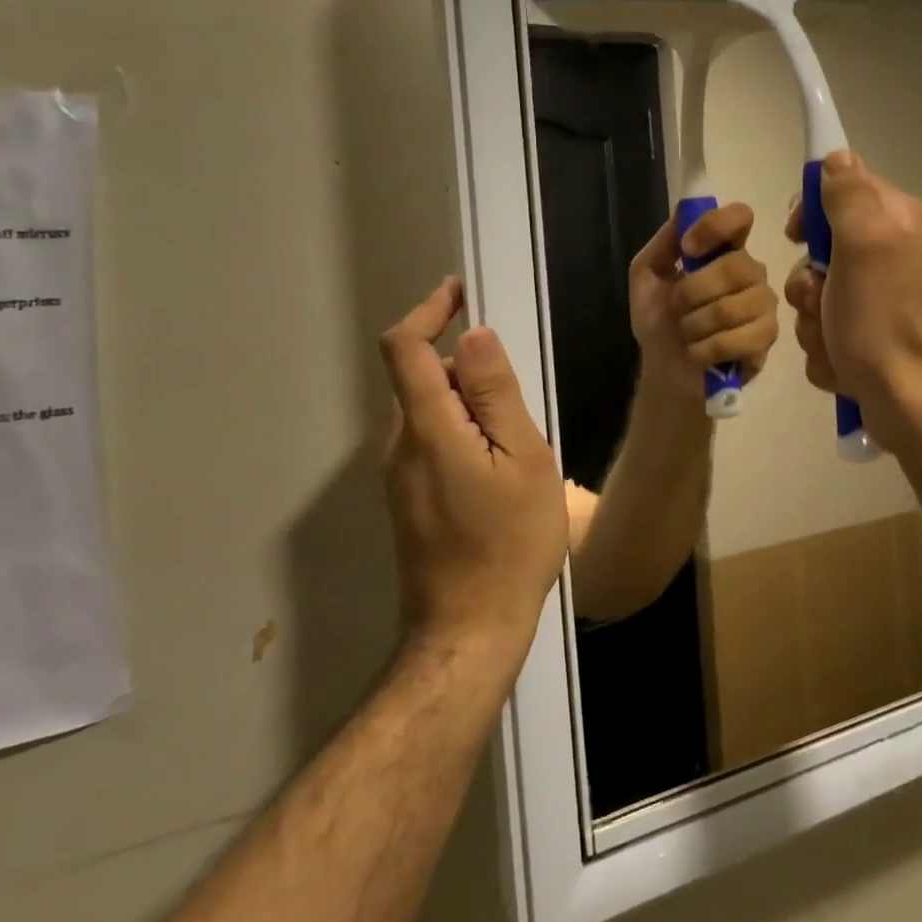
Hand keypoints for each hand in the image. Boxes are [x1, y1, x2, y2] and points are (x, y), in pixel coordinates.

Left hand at [378, 278, 567, 649]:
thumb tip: (473, 334)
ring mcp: (398, 476)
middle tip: (517, 396)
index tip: (459, 292)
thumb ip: (495, 394)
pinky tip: (499, 469)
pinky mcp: (407, 499)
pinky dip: (460, 430)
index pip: (405, 348)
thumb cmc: (510, 542)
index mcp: (427, 428)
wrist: (469, 630)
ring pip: (427, 412)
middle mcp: (399, 445)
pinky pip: (429, 442)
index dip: (428, 310)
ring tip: (517, 443)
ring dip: (466, 402)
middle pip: (419, 378)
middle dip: (463, 366)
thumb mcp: (522, 459)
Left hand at [629, 203, 780, 401]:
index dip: (715, 226)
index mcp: (725, 250)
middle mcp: (751, 272)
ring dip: (695, 325)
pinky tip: (700, 353)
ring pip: (732, 306)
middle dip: (692, 292)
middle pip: (735, 266)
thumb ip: (664, 242)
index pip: (740, 217)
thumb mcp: (647, 275)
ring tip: (688, 334)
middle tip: (678, 309)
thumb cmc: (659, 321)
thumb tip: (685, 212)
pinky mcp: (767, 338)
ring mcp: (764, 305)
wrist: (665, 370)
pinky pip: (740, 338)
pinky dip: (707, 349)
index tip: (689, 249)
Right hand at [783, 152, 921, 454]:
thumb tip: (836, 156)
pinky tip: (842, 362)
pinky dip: (826, 346)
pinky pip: (826, 326)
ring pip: (818, 292)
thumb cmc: (883, 321)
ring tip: (833, 341)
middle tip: (821, 300)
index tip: (796, 235)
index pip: (842, 186)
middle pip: (822, 247)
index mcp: (898, 221)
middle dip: (809, 281)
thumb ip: (848, 194)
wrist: (910, 403)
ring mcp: (882, 298)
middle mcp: (893, 253)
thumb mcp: (865, 245)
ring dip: (813, 319)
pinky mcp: (871, 335)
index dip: (812, 209)